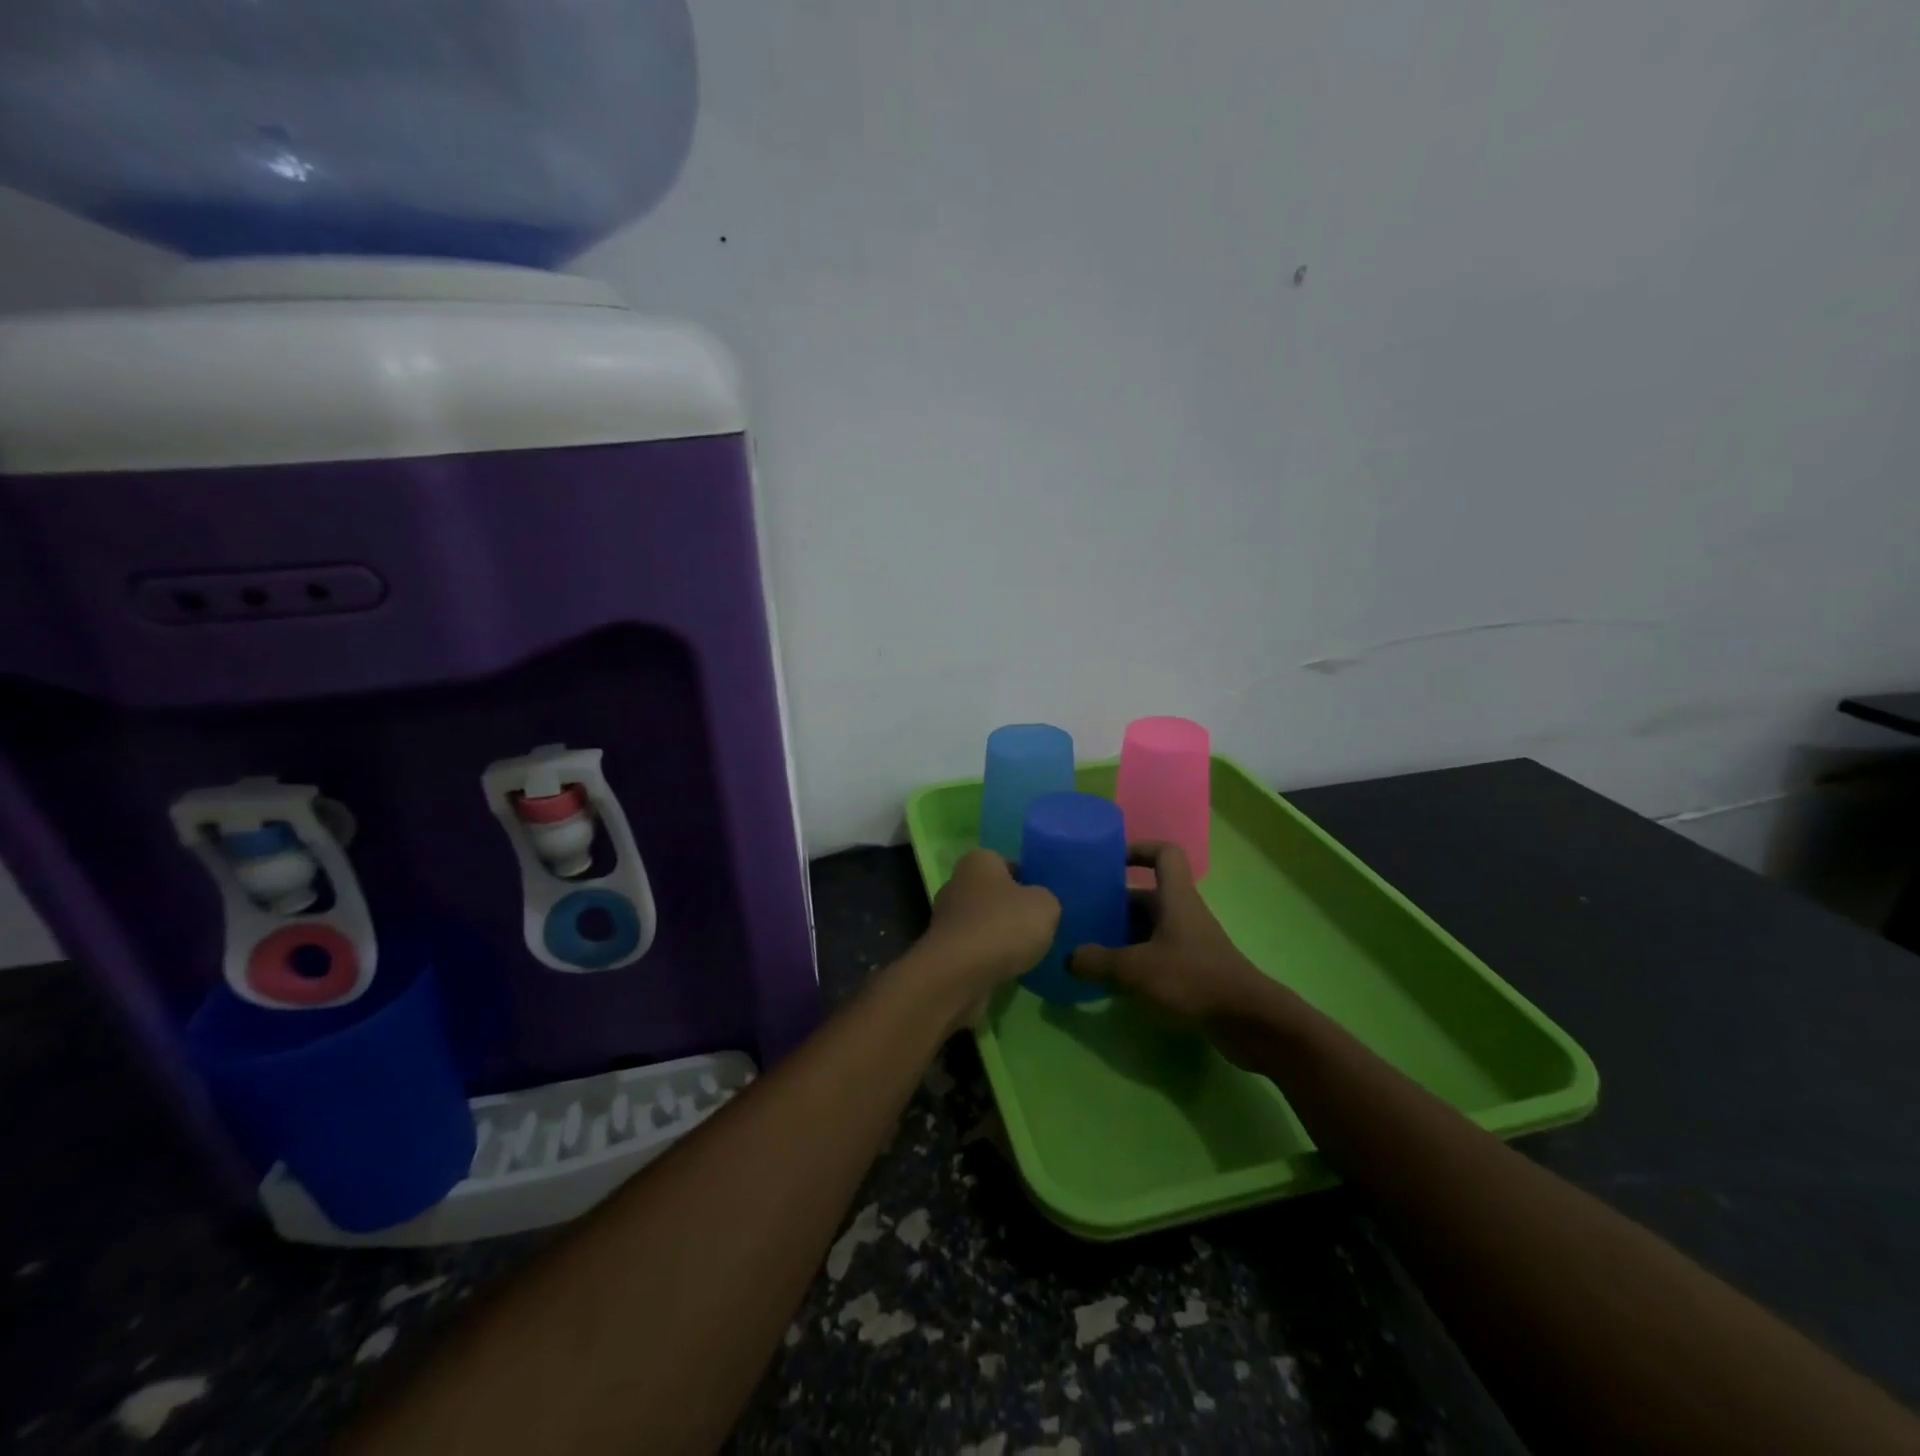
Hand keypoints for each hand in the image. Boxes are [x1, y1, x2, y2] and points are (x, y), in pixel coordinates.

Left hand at [915, 848, 1059, 1008]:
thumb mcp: (1045, 905)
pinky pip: (975, 948)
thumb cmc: (1003, 925)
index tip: (1044, 899)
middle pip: (993, 893)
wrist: (959, 974)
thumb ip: (1045, 898)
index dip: (1027, 878)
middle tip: (1039, 925)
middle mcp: (956, 883)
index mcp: (978, 861)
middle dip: (1012, 908)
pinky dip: (989, 957)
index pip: (1007, 862)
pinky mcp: (944, 950)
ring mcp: (946, 918)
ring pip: (983, 922)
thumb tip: (1038, 904)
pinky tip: (1009, 969)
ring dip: (1001, 935)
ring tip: (1028, 952)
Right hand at [1069, 843, 1281, 1040]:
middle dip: (1115, 903)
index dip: (1138, 849)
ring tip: (1090, 948)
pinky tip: (1114, 980)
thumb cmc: (1193, 980)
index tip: (1109, 861)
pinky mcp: (1194, 970)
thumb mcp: (1136, 969)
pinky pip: (1157, 953)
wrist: (1249, 1022)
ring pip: (1150, 927)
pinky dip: (1136, 960)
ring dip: (1122, 934)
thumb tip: (1068, 958)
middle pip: (1147, 895)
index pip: (1164, 853)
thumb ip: (1098, 961)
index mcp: (1175, 898)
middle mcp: (1183, 913)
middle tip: (1083, 915)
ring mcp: (1190, 942)